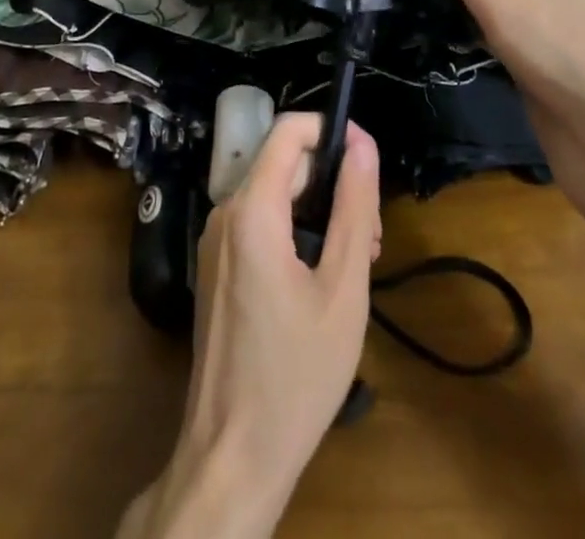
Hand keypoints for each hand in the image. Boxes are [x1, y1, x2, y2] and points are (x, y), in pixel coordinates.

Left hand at [120, 114, 380, 538]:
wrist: (232, 455)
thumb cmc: (295, 374)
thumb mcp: (343, 288)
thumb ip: (353, 207)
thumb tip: (363, 145)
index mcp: (251, 209)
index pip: (288, 130)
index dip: (331, 130)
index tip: (369, 160)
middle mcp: (224, 213)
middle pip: (285, 165)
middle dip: (333, 183)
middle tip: (370, 238)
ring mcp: (215, 241)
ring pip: (275, 195)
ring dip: (319, 212)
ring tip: (355, 263)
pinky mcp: (216, 267)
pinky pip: (260, 224)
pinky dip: (296, 233)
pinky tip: (323, 279)